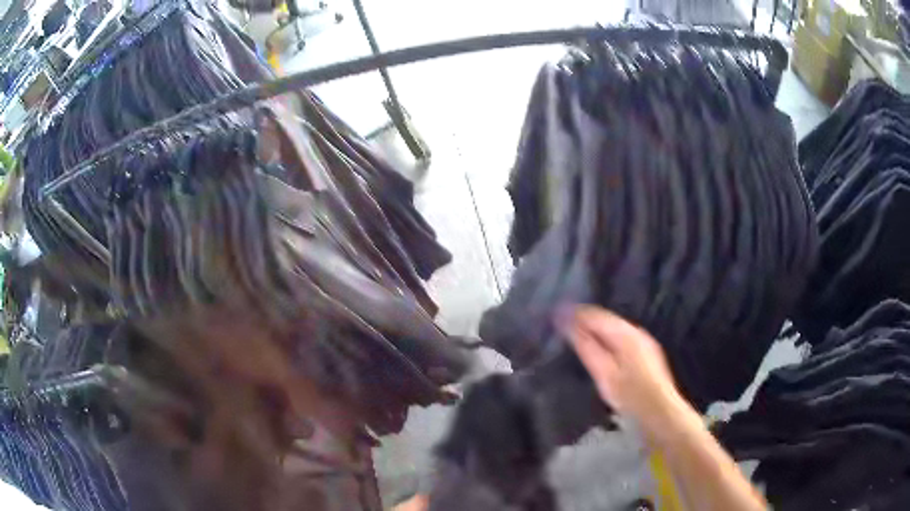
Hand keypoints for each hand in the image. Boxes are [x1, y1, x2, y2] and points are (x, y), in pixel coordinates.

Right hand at [559, 305, 689, 443]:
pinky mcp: (646, 350)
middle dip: (584, 319)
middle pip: (606, 318)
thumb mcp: (604, 373)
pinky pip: (621, 335)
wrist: (660, 411)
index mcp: (625, 334)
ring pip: (614, 326)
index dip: (575, 313)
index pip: (596, 315)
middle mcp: (636, 331)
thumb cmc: (629, 396)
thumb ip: (587, 347)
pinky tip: (598, 345)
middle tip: (561, 324)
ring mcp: (643, 340)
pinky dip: (606, 336)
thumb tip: (569, 324)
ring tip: (575, 333)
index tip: (555, 314)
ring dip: (595, 327)